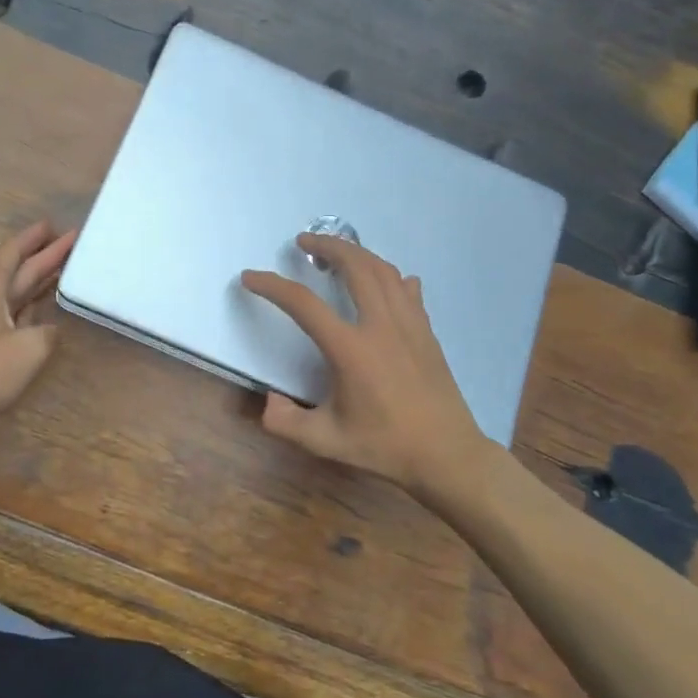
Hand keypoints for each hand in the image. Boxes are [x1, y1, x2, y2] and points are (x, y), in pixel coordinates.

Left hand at [0, 220, 76, 441]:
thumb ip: (48, 333)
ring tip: (66, 270)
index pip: (12, 253)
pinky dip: (31, 307)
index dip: (32, 238)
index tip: (53, 224)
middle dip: (44, 256)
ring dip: (38, 280)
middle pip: (16, 270)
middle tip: (73, 243)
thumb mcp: (28, 348)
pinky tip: (45, 311)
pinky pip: (12, 315)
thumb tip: (52, 330)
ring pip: (14, 293)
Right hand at [240, 236, 495, 493]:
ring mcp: (409, 325)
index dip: (272, 286)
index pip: (303, 304)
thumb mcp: (326, 441)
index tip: (250, 277)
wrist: (447, 455)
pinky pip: (406, 290)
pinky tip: (384, 280)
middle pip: (355, 266)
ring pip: (383, 270)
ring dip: (357, 254)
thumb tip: (267, 402)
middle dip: (327, 246)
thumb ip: (286, 422)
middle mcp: (380, 326)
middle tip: (303, 242)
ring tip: (337, 253)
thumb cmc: (385, 446)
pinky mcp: (426, 331)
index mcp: (351, 349)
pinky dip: (389, 276)